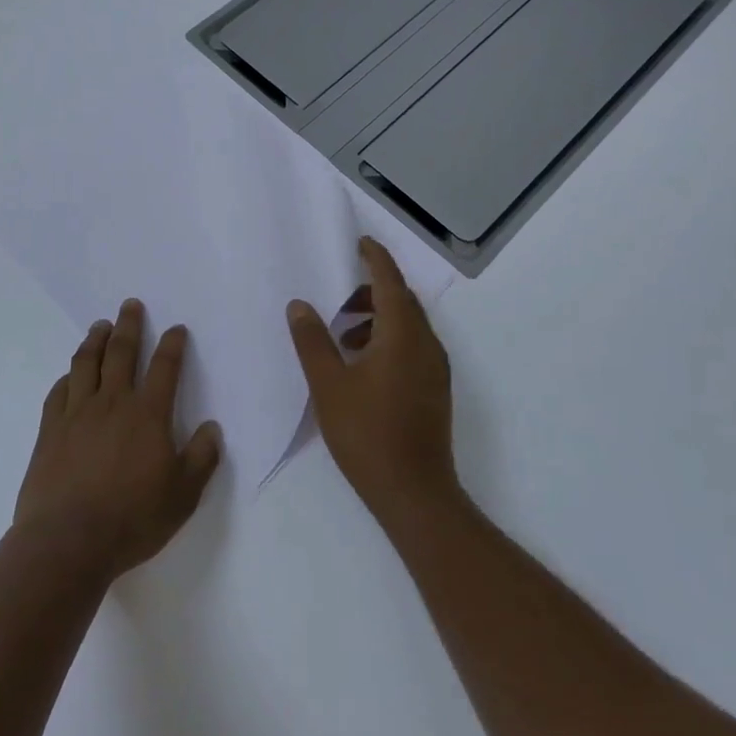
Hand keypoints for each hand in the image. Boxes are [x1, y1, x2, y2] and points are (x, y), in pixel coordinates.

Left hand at [14, 299, 222, 580]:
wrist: (67, 543)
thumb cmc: (132, 518)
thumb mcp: (183, 495)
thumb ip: (202, 458)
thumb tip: (211, 428)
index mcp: (148, 414)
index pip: (165, 367)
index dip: (173, 344)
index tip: (176, 329)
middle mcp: (113, 402)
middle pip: (122, 352)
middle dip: (129, 325)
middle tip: (130, 305)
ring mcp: (77, 414)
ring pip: (86, 364)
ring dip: (95, 340)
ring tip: (100, 325)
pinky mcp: (50, 431)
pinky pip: (58, 393)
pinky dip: (67, 377)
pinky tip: (69, 375)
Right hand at [287, 238, 459, 525]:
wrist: (415, 493)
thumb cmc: (368, 434)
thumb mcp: (329, 385)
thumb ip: (312, 341)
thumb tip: (300, 305)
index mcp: (403, 333)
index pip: (390, 280)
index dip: (375, 258)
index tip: (359, 242)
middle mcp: (426, 342)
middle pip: (401, 301)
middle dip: (371, 291)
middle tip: (338, 299)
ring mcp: (435, 367)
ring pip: (407, 325)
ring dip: (377, 319)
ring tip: (343, 337)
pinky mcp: (435, 388)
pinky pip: (412, 346)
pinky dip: (388, 340)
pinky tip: (361, 366)